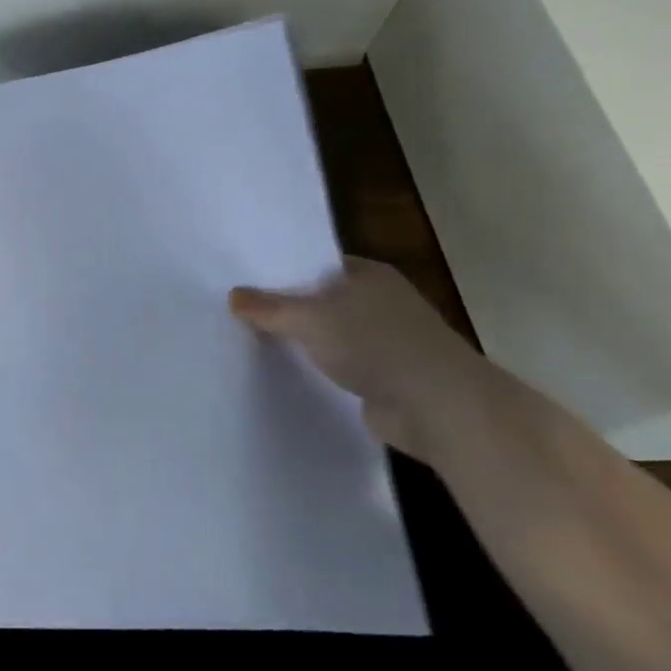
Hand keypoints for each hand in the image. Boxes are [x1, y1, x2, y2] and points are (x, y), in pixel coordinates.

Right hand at [229, 257, 498, 465]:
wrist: (437, 406)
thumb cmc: (375, 343)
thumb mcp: (310, 318)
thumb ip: (269, 308)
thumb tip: (233, 295)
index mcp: (369, 274)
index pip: (316, 264)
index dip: (282, 272)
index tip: (245, 282)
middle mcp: (380, 301)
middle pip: (322, 299)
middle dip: (288, 308)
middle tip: (240, 313)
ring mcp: (386, 340)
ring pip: (331, 334)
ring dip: (304, 341)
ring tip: (255, 343)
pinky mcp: (386, 376)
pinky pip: (341, 365)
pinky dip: (320, 369)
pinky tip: (289, 372)